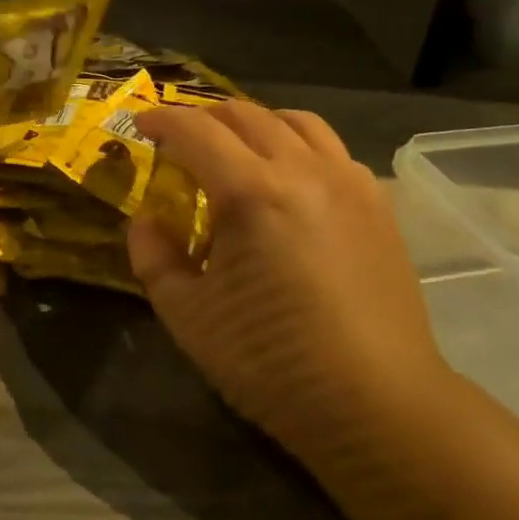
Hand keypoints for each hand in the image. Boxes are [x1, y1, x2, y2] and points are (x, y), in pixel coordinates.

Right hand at [128, 102, 451, 454]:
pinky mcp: (377, 203)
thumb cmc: (272, 360)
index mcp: (253, 192)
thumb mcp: (188, 314)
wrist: (379, 404)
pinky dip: (297, 146)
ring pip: (296, 121)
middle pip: (245, 115)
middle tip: (180, 140)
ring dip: (254, 123)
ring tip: (235, 149)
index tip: (140, 125)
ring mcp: (349, 182)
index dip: (161, 120)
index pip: (196, 130)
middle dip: (203, 117)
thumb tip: (148, 219)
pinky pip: (331, 149)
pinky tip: (288, 181)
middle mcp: (304, 170)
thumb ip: (153, 255)